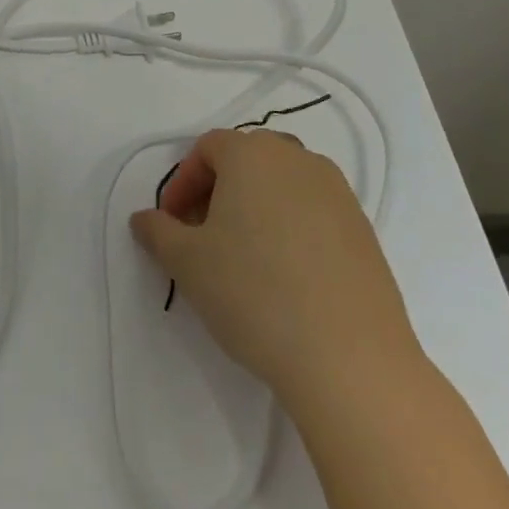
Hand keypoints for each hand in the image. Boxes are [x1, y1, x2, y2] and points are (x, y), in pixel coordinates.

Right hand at [130, 128, 417, 402]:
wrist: (350, 360)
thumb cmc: (254, 294)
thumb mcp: (186, 263)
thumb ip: (157, 231)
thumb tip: (144, 219)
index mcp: (253, 154)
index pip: (207, 148)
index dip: (182, 183)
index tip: (172, 225)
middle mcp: (298, 160)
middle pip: (247, 159)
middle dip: (219, 190)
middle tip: (203, 235)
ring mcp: (338, 194)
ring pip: (283, 185)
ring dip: (256, 207)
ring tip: (243, 256)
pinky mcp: (364, 231)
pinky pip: (314, 213)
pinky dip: (291, 229)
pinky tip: (285, 276)